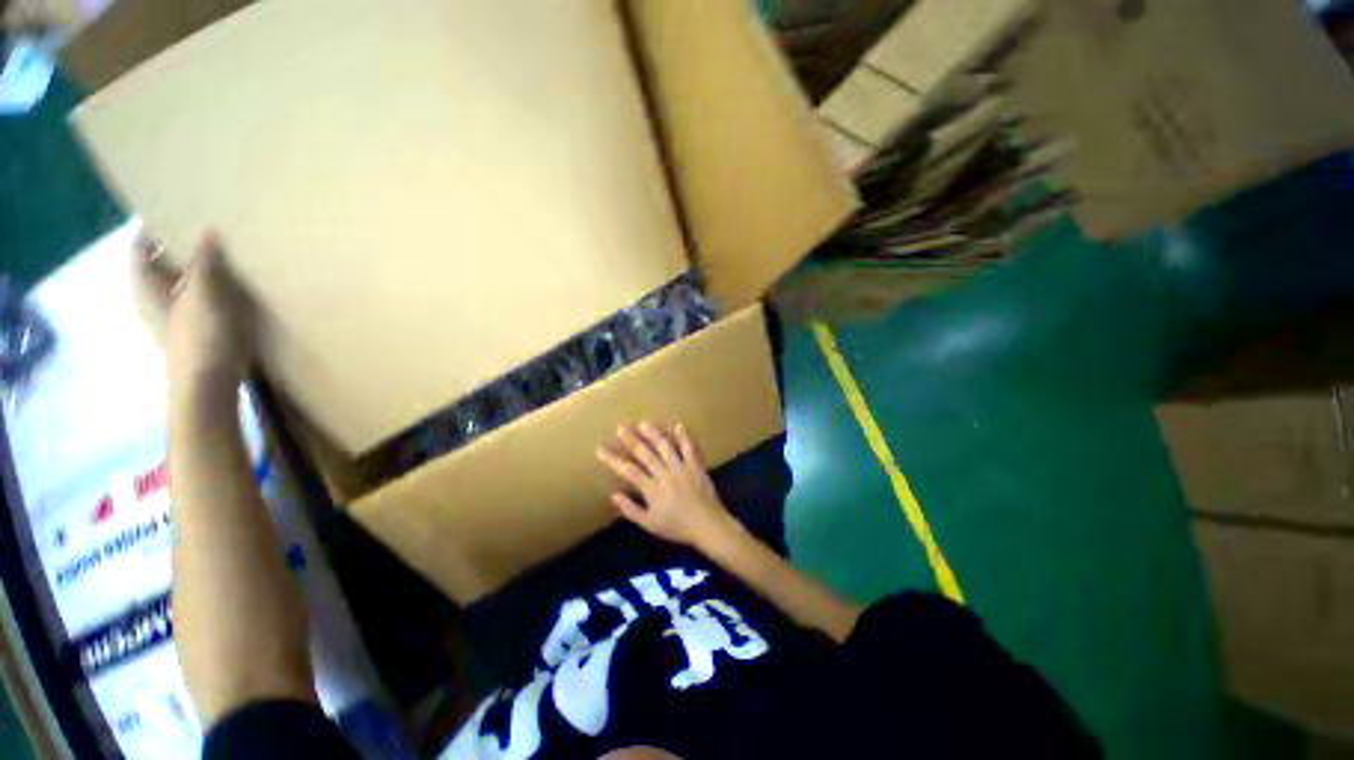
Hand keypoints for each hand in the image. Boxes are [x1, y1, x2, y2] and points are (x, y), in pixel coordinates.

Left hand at [136, 232, 254, 391]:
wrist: (208, 386)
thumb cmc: (201, 338)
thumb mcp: (205, 295)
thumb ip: (205, 263)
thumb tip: (208, 230)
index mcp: (146, 285)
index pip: (141, 247)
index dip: (154, 228)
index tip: (178, 212)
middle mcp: (152, 298)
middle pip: (160, 263)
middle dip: (179, 247)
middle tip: (207, 230)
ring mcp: (172, 316)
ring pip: (179, 282)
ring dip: (197, 269)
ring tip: (224, 257)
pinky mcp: (192, 330)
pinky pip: (195, 299)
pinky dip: (208, 289)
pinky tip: (230, 289)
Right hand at [596, 422, 737, 549]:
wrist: (707, 525)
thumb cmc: (677, 527)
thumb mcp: (650, 524)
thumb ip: (631, 510)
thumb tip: (613, 495)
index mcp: (652, 489)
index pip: (629, 471)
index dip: (613, 459)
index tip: (600, 449)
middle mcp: (665, 475)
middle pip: (646, 454)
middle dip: (632, 440)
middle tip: (621, 427)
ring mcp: (682, 468)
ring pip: (665, 447)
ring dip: (655, 434)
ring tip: (645, 423)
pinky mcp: (696, 466)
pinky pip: (689, 449)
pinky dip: (684, 437)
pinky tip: (678, 426)